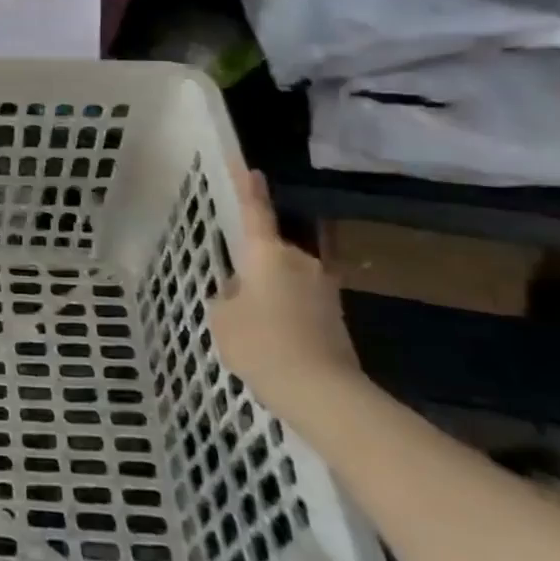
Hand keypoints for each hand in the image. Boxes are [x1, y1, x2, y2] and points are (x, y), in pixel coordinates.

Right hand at [211, 169, 364, 420]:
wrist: (323, 393)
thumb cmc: (263, 344)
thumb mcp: (223, 319)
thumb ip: (227, 297)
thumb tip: (241, 293)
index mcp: (267, 253)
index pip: (255, 211)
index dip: (248, 188)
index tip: (249, 167)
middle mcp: (299, 261)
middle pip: (270, 253)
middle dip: (254, 268)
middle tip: (234, 296)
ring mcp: (323, 288)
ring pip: (284, 280)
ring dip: (270, 294)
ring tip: (253, 328)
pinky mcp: (336, 315)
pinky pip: (299, 303)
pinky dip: (285, 314)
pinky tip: (274, 344)